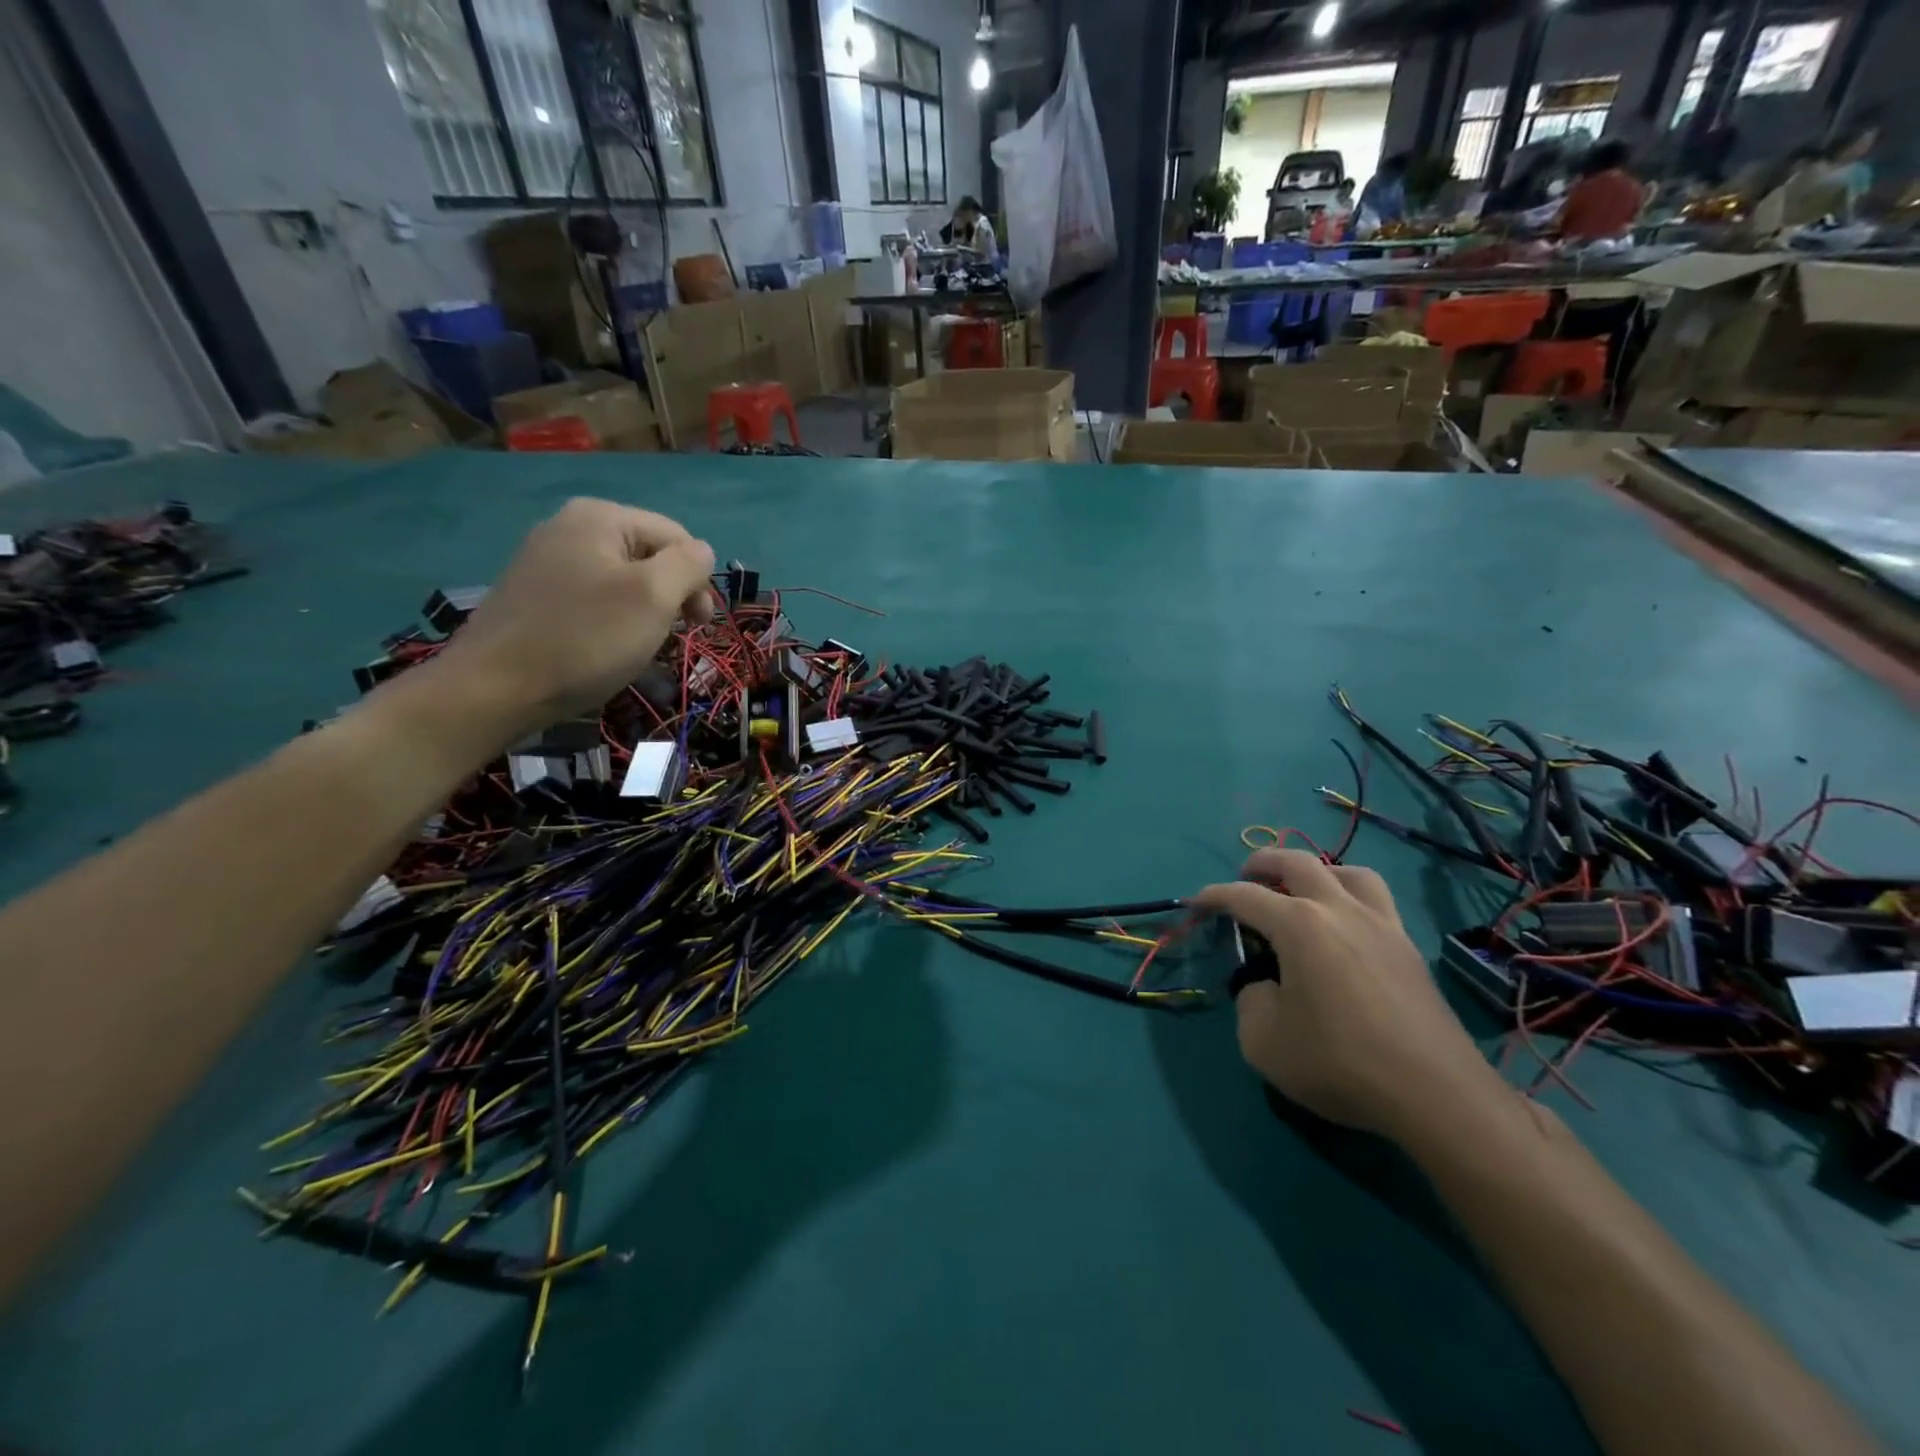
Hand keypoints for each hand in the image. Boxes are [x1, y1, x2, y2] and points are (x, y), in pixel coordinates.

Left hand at [429, 498, 714, 736]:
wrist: (495, 688)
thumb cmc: (586, 639)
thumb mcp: (654, 597)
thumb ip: (689, 565)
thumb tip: (702, 552)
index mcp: (601, 516)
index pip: (677, 536)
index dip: (698, 579)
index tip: (697, 625)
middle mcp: (570, 525)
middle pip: (649, 554)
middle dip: (670, 595)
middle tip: (672, 637)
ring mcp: (546, 558)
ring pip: (623, 578)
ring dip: (644, 611)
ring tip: (637, 645)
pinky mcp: (534, 591)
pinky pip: (593, 595)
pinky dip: (612, 619)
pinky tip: (605, 647)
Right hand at [1190, 849, 1505, 1143]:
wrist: (1436, 1095)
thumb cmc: (1340, 1063)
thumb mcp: (1263, 1041)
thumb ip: (1250, 1002)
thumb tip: (1267, 987)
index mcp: (1299, 925)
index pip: (1244, 896)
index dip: (1213, 896)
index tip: (1195, 903)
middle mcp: (1340, 911)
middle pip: (1297, 862)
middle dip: (1263, 862)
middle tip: (1245, 876)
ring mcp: (1382, 926)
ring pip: (1348, 872)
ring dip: (1318, 872)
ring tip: (1303, 892)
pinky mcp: (1409, 950)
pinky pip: (1376, 902)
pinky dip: (1351, 899)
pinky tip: (1344, 930)